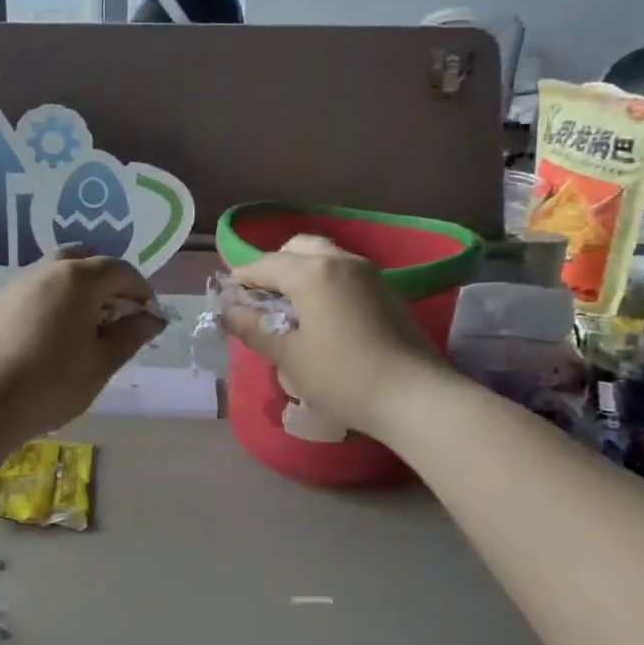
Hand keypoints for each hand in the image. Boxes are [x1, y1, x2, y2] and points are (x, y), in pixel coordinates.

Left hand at [0, 248, 165, 441]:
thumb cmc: (53, 383)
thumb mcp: (102, 363)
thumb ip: (131, 335)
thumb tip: (152, 318)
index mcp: (77, 278)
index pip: (119, 270)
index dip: (141, 290)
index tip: (149, 316)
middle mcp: (46, 270)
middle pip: (84, 260)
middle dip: (107, 281)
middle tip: (117, 313)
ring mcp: (16, 284)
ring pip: (56, 272)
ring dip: (79, 289)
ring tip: (86, 326)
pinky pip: (35, 290)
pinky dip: (54, 300)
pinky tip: (54, 335)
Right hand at [226, 235, 445, 438]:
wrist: (415, 396)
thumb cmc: (343, 377)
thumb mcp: (289, 357)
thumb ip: (254, 329)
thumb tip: (228, 313)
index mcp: (312, 272)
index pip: (264, 264)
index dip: (242, 279)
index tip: (228, 298)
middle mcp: (340, 260)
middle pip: (296, 248)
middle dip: (273, 267)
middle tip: (261, 299)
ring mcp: (368, 272)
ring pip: (323, 256)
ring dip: (300, 270)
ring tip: (289, 306)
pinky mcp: (385, 289)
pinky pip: (343, 271)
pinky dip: (323, 280)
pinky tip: (320, 313)